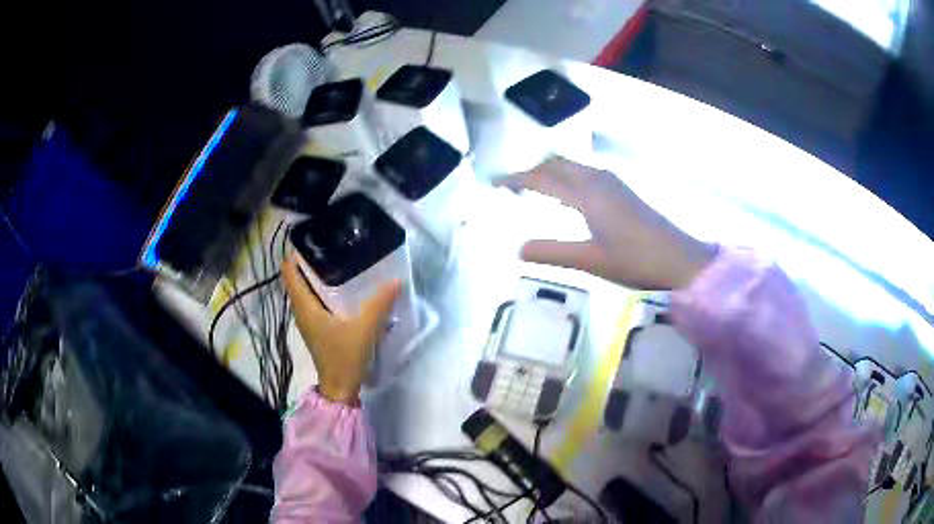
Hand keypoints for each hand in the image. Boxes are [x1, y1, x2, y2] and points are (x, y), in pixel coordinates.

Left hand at [282, 253, 400, 404]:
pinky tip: (339, 287)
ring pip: (304, 290)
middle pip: (296, 279)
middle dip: (307, 261)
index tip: (310, 237)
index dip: (295, 254)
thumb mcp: (364, 329)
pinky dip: (320, 289)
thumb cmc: (345, 357)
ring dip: (314, 276)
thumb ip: (380, 304)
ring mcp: (307, 320)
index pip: (289, 273)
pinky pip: (312, 300)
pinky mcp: (315, 328)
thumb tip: (396, 280)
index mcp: (305, 307)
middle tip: (329, 243)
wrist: (339, 387)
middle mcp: (301, 311)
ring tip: (335, 259)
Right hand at [501, 157, 714, 289]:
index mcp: (587, 193)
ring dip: (549, 172)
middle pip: (556, 163)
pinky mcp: (621, 189)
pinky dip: (566, 177)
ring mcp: (612, 182)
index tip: (493, 183)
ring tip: (533, 190)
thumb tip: (518, 249)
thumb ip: (552, 253)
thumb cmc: (636, 260)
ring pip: (571, 165)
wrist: (679, 258)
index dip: (515, 179)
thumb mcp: (590, 261)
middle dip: (531, 170)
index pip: (541, 178)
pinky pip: (584, 172)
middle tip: (512, 188)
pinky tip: (567, 196)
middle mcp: (597, 179)